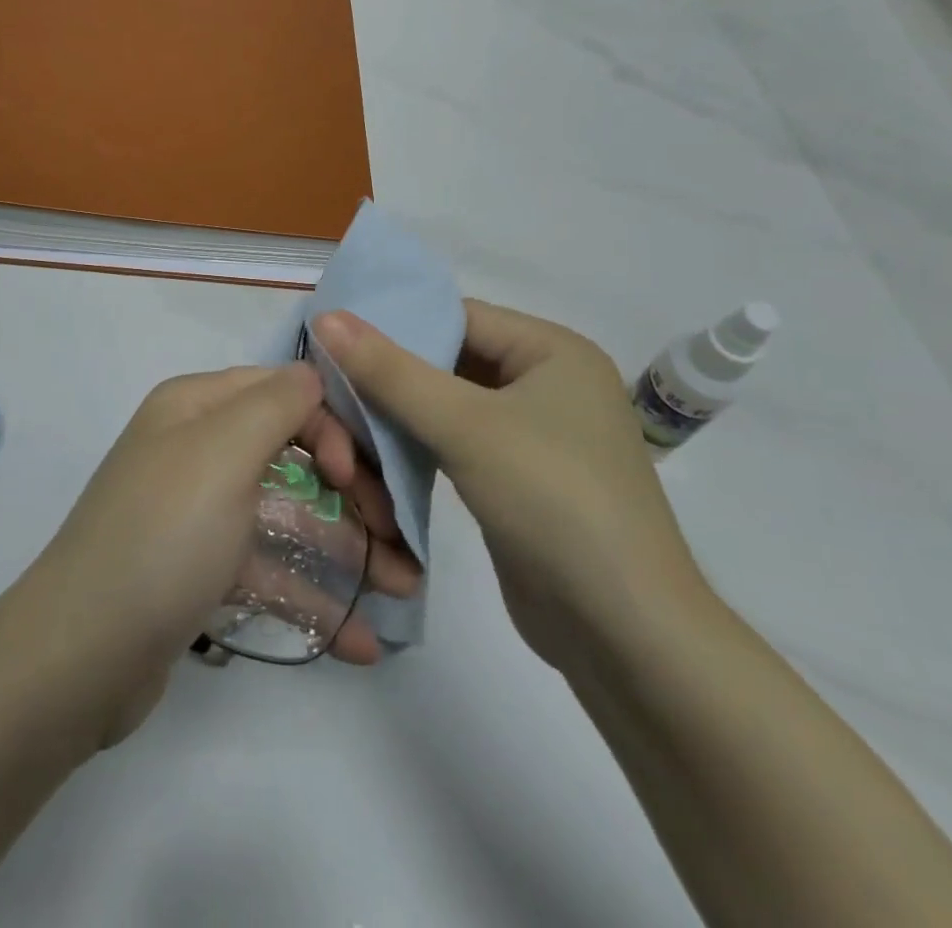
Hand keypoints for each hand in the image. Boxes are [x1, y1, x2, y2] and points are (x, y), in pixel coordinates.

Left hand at [24, 365, 421, 743]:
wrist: (79, 656)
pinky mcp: (199, 571)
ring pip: (285, 516)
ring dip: (345, 551)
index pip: (282, 391)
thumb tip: (314, 373)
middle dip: (352, 493)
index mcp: (195, 407)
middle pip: (291, 454)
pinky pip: (266, 570)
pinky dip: (310, 597)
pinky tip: (359, 640)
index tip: (357, 479)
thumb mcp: (222, 452)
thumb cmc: (163, 536)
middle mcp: (195, 449)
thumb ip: (277, 403)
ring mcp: (197, 513)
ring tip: (404, 592)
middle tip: (402, 540)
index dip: (331, 425)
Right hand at [310, 302, 705, 667]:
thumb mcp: (466, 426)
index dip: (394, 322)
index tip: (332, 335)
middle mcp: (548, 383)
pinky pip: (458, 444)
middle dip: (391, 374)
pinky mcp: (518, 480)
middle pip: (451, 360)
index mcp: (553, 350)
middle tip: (327, 379)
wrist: (624, 634)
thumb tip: (327, 317)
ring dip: (400, 414)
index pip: (458, 316)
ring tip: (340, 416)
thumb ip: (391, 371)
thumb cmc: (553, 501)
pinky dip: (419, 445)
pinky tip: (375, 453)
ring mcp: (535, 435)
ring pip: (449, 405)